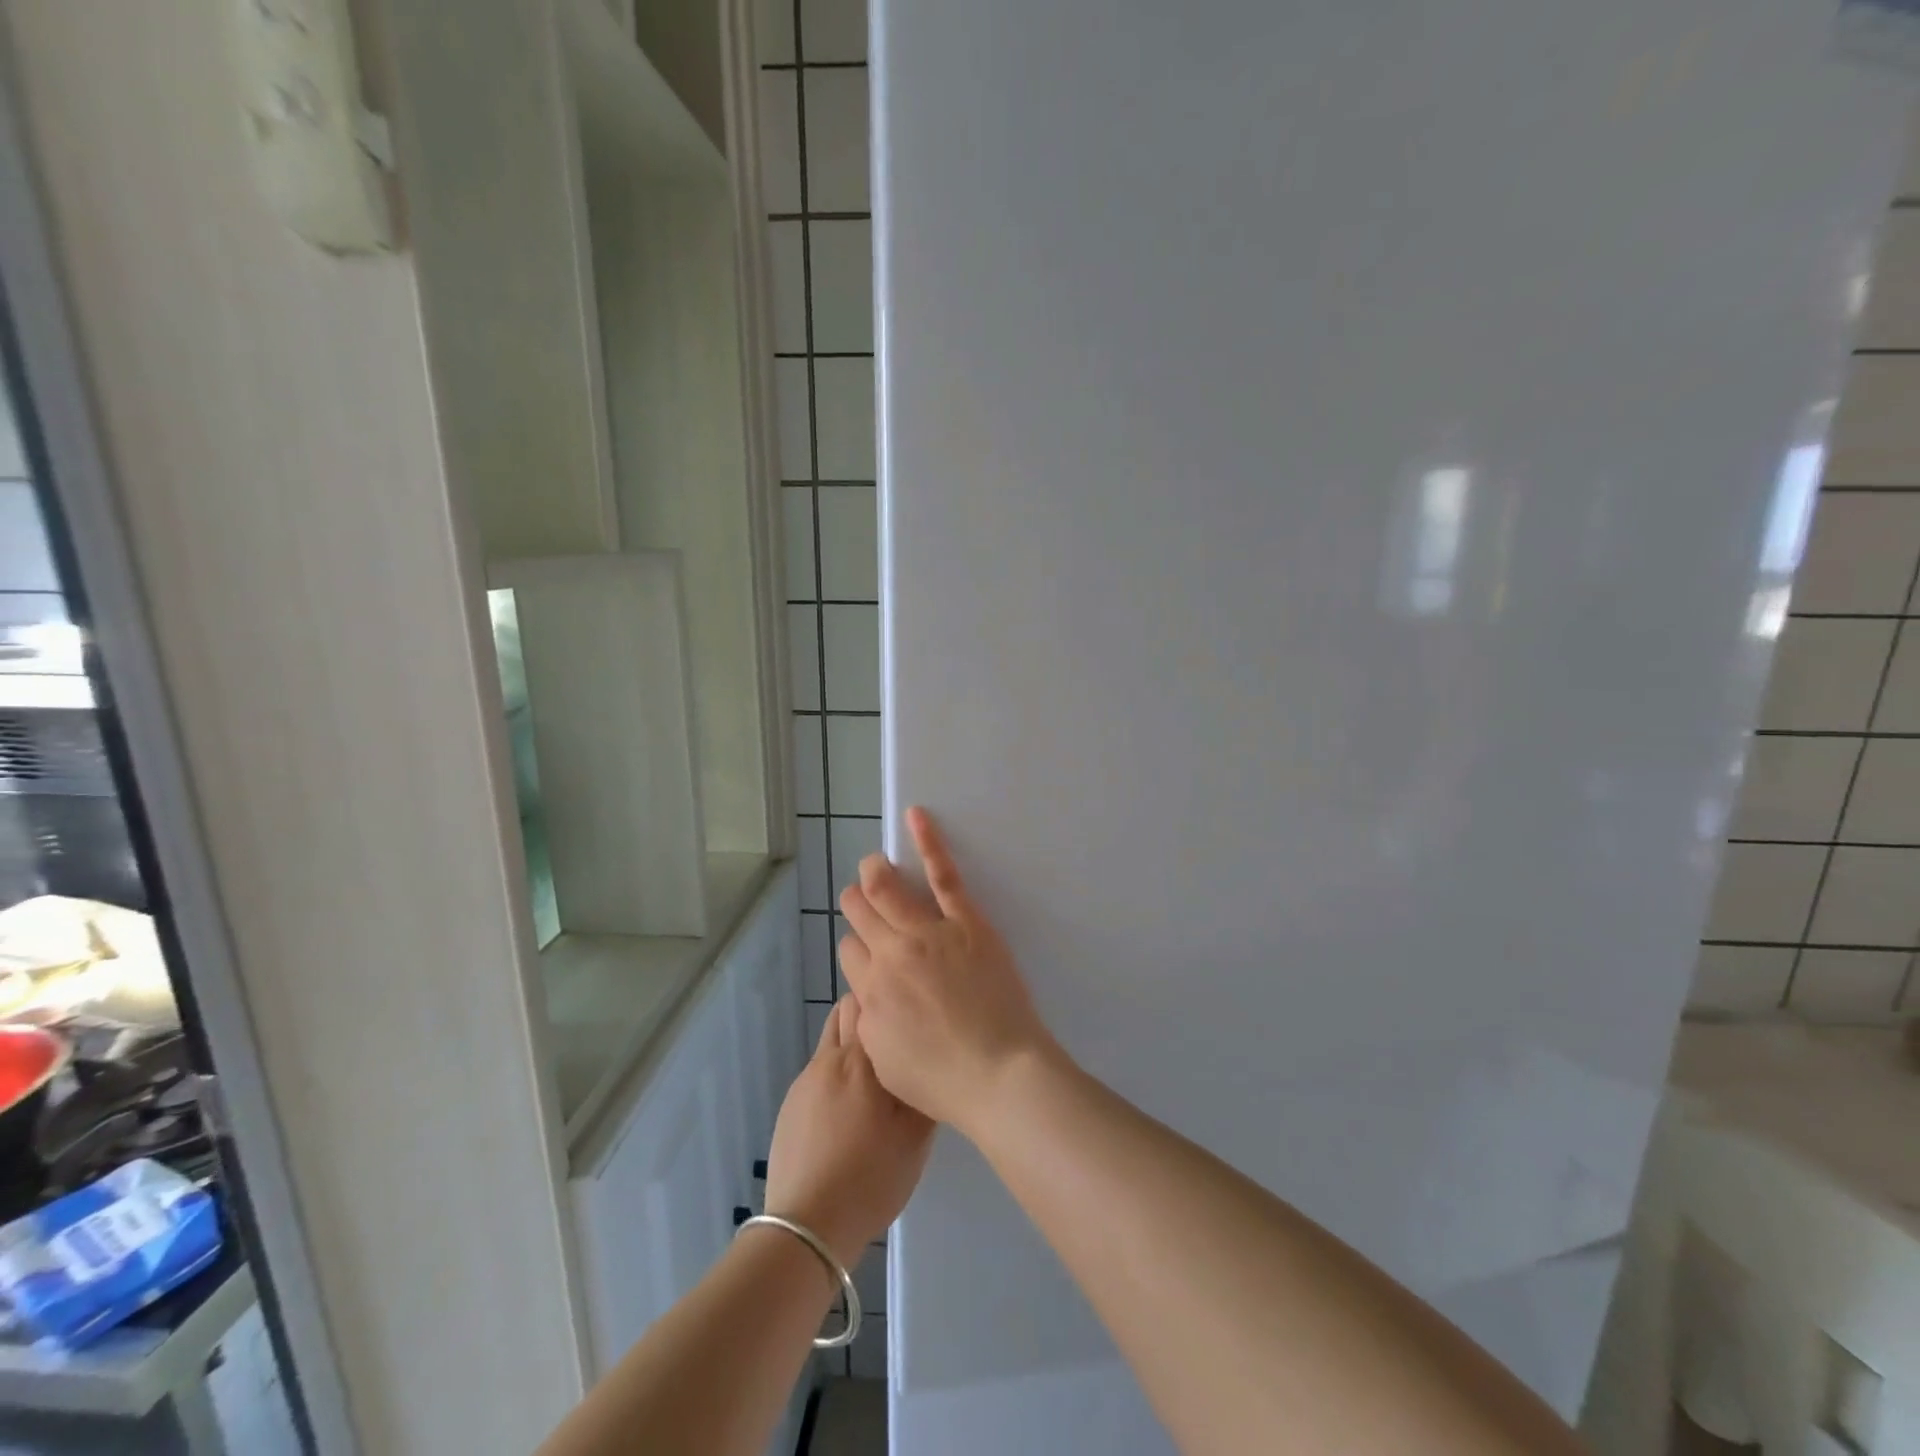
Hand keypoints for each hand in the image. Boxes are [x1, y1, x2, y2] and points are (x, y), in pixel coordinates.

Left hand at [763, 996, 933, 1268]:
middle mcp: (828, 1058)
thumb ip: (924, 1087)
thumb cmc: (871, 1177)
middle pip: (845, 1010)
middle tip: (896, 1038)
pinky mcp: (790, 1104)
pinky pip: (819, 1070)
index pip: (869, 999)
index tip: (909, 1010)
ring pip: (830, 1039)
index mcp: (860, 1059)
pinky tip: (850, 1108)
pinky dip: (837, 1073)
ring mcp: (805, 1080)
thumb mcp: (916, 1136)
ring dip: (851, 1043)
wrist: (807, 1225)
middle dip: (869, 1013)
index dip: (889, 997)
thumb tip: (927, 1056)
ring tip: (874, 1074)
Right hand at [836, 807, 1063, 1134]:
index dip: (856, 948)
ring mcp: (928, 932)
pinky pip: (943, 875)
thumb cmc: (943, 1080)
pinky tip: (917, 816)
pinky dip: (928, 842)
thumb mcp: (886, 1061)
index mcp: (870, 991)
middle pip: (860, 913)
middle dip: (857, 902)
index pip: (849, 951)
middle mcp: (890, 954)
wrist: (999, 1074)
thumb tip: (869, 992)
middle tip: (864, 900)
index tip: (869, 951)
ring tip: (874, 864)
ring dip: (875, 873)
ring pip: (887, 889)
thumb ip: (869, 1019)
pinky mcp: (965, 921)